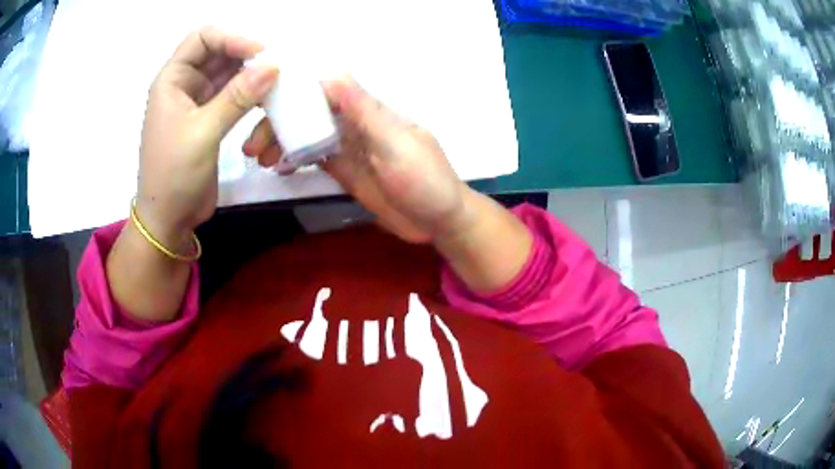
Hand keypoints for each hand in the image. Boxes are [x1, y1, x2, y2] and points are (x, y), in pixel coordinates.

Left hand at [137, 27, 278, 248]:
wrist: (169, 219)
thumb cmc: (174, 175)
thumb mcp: (203, 132)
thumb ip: (237, 96)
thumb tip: (273, 66)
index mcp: (172, 80)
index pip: (202, 39)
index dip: (231, 38)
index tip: (261, 53)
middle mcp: (184, 84)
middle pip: (218, 52)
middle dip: (245, 54)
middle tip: (277, 65)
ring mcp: (197, 101)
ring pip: (227, 73)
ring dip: (250, 73)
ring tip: (277, 79)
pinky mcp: (209, 119)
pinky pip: (232, 94)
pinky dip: (249, 93)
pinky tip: (267, 97)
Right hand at [244, 78, 469, 243]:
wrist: (438, 221)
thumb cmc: (424, 179)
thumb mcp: (395, 143)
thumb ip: (365, 111)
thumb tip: (333, 72)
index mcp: (368, 111)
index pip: (325, 90)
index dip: (294, 93)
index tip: (262, 104)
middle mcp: (354, 123)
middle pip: (310, 113)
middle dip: (279, 123)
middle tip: (252, 145)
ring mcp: (348, 147)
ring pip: (307, 135)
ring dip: (281, 141)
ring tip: (258, 157)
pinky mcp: (345, 171)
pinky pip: (314, 157)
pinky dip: (293, 159)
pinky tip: (276, 166)